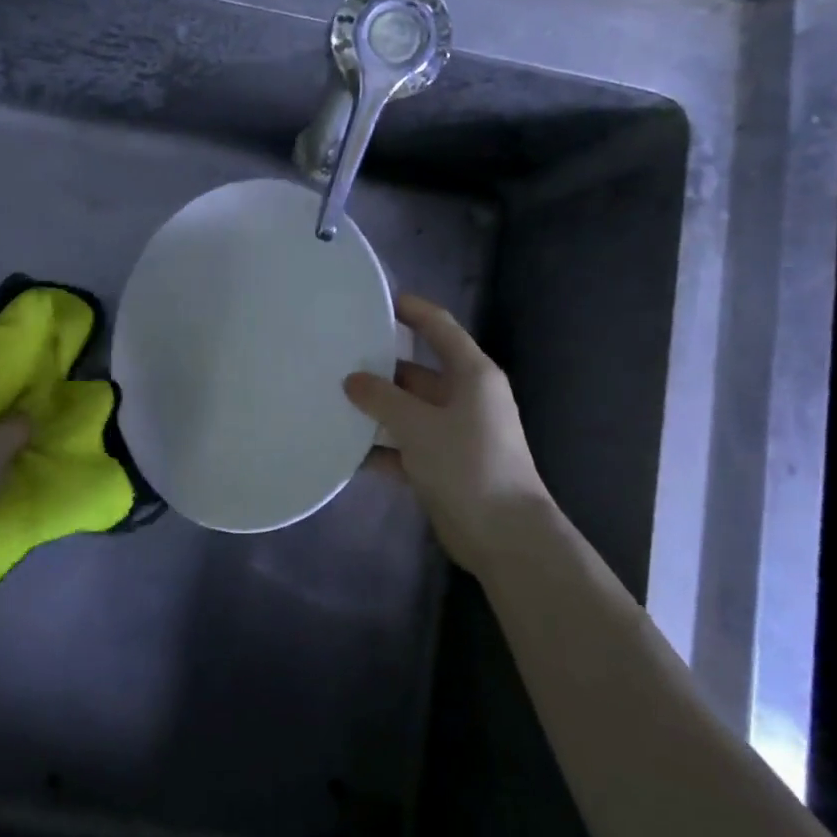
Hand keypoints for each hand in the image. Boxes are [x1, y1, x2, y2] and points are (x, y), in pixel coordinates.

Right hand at [344, 294, 553, 577]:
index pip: (439, 327)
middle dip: (380, 366)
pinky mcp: (443, 464)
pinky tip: (345, 450)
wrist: (505, 536)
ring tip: (331, 399)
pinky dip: (380, 447)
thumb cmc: (467, 464)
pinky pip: (405, 446)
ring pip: (407, 410)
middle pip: (416, 370)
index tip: (377, 300)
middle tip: (336, 357)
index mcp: (471, 374)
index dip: (412, 310)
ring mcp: (454, 432)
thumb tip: (352, 380)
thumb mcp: (419, 425)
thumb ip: (382, 398)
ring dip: (376, 409)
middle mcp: (464, 397)